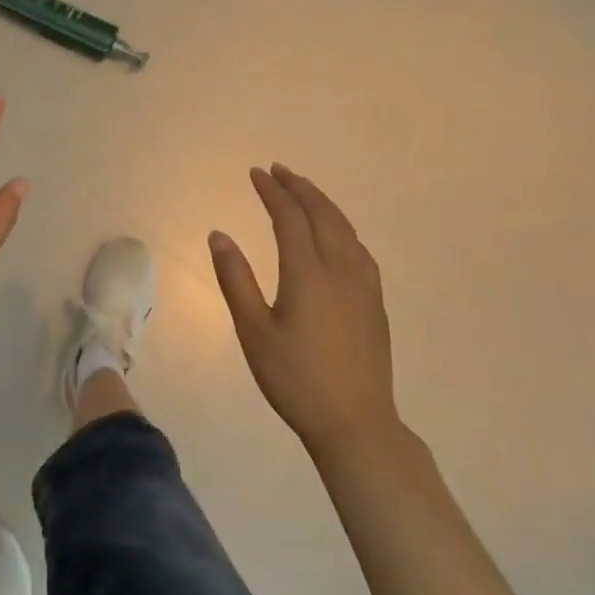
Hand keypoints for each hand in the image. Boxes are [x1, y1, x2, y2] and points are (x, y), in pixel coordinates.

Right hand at [209, 164, 399, 457]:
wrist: (356, 423)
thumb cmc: (295, 378)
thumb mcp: (253, 331)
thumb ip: (235, 279)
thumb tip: (219, 235)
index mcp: (307, 272)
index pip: (289, 217)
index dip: (272, 191)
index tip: (256, 173)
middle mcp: (340, 269)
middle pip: (322, 214)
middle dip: (299, 187)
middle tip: (279, 170)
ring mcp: (364, 285)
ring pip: (345, 228)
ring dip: (323, 203)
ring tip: (304, 191)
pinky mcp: (376, 302)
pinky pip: (359, 248)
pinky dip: (342, 227)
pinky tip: (337, 234)